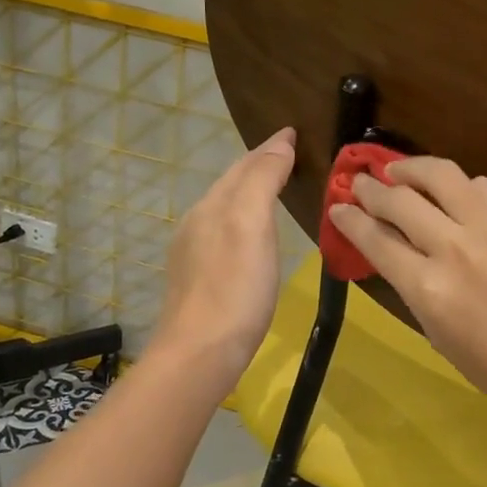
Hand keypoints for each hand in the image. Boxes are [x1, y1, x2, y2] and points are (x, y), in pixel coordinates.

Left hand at [148, 127, 296, 391]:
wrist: (200, 353)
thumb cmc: (234, 288)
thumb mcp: (251, 226)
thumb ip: (262, 180)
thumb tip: (279, 142)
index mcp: (211, 206)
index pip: (243, 165)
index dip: (269, 148)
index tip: (292, 133)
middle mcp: (197, 223)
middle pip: (230, 185)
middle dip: (258, 166)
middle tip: (288, 155)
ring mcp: (193, 254)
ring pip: (225, 209)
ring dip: (249, 193)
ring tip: (275, 189)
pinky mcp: (198, 281)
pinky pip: (224, 234)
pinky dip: (244, 221)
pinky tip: (253, 238)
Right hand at [328, 157, 486, 425]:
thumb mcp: (439, 336)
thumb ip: (413, 287)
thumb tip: (394, 251)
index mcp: (428, 287)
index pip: (375, 238)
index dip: (349, 219)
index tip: (338, 207)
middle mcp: (454, 247)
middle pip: (399, 199)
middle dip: (370, 188)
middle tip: (360, 183)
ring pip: (441, 174)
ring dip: (411, 168)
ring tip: (399, 171)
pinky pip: (482, 186)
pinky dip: (460, 186)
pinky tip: (455, 194)